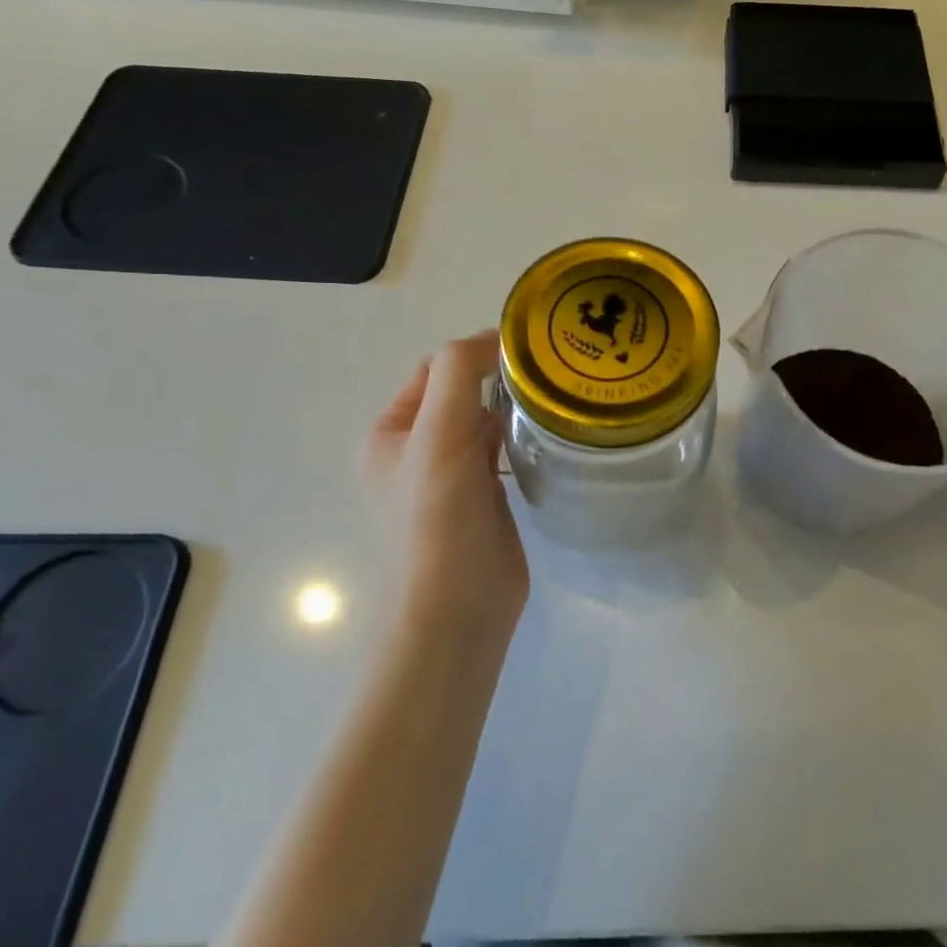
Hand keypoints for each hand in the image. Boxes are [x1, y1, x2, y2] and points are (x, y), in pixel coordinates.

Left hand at [362, 332, 527, 636]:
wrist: (458, 609)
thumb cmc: (438, 518)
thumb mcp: (438, 434)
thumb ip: (459, 373)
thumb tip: (496, 337)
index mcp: (390, 434)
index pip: (434, 371)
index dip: (474, 354)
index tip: (525, 351)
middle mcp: (416, 451)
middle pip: (461, 393)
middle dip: (498, 378)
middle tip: (548, 371)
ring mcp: (450, 477)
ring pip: (485, 421)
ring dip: (512, 407)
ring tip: (556, 395)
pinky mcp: (483, 498)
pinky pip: (502, 450)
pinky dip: (522, 436)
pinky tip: (550, 433)